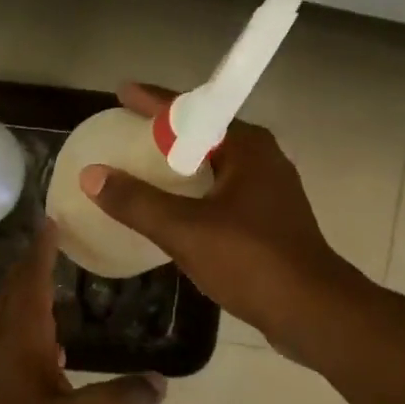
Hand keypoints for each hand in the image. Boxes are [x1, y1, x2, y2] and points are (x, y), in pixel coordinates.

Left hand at [0, 222, 165, 403]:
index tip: (49, 223)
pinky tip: (56, 361)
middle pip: (9, 304)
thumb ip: (131, 396)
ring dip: (28, 308)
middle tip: (48, 249)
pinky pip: (14, 364)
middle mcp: (0, 362)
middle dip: (26, 273)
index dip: (39, 253)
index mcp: (20, 352)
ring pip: (9, 334)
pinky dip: (33, 345)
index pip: (28, 287)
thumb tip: (157, 380)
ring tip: (55, 296)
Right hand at [80, 82, 358, 353]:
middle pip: (204, 136)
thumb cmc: (251, 261)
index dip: (154, 101)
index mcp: (247, 148)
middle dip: (165, 134)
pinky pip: (221, 194)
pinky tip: (172, 213)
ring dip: (179, 167)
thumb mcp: (185, 230)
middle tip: (126, 134)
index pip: (193, 111)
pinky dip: (193, 194)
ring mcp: (269, 193)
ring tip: (141, 171)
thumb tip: (92, 175)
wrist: (312, 311)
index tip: (122, 92)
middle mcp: (262, 160)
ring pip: (214, 168)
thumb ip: (136, 202)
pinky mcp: (269, 222)